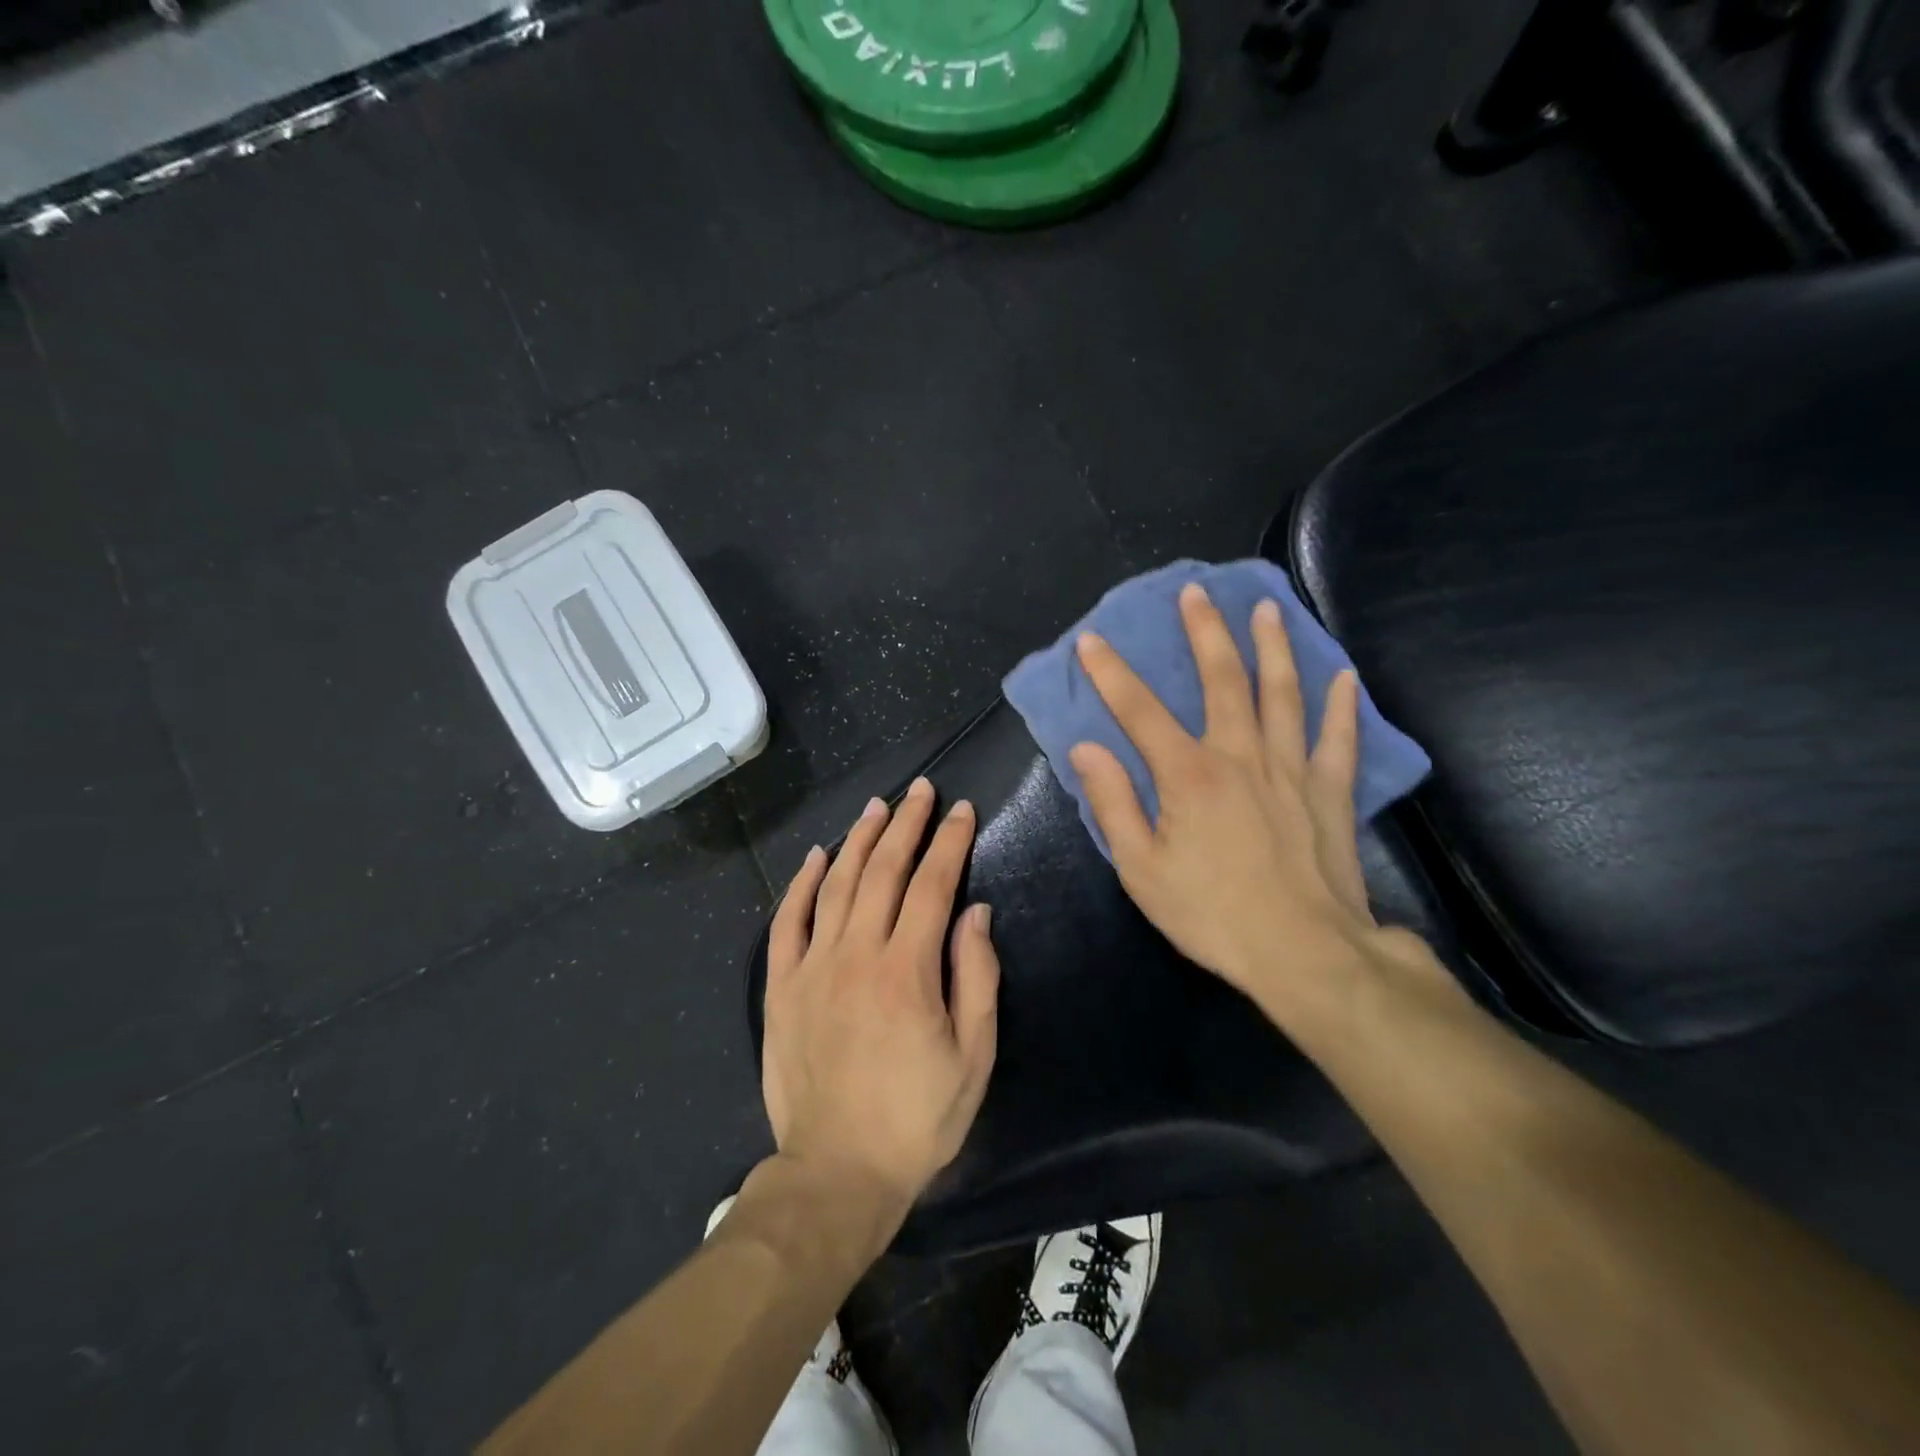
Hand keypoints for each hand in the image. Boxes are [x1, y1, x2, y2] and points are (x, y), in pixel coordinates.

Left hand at [762, 778, 999, 1211]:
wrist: (835, 1172)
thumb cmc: (916, 1120)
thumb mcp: (973, 1057)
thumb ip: (976, 977)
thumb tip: (975, 911)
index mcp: (908, 970)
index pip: (933, 885)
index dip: (950, 842)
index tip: (962, 810)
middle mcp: (857, 954)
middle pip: (884, 871)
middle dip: (907, 824)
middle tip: (922, 790)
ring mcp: (813, 966)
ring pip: (836, 884)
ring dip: (859, 839)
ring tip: (878, 806)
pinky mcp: (781, 986)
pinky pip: (788, 921)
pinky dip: (801, 883)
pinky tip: (815, 856)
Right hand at [1069, 583, 1384, 1024]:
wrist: (1305, 953)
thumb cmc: (1212, 914)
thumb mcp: (1141, 868)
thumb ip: (1113, 803)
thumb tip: (1088, 748)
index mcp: (1188, 774)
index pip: (1140, 711)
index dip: (1111, 673)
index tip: (1091, 640)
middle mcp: (1241, 755)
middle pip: (1223, 680)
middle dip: (1205, 632)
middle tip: (1196, 593)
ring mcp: (1292, 769)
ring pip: (1283, 693)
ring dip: (1273, 647)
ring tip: (1267, 609)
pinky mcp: (1330, 792)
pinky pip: (1339, 738)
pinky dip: (1342, 706)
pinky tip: (1344, 676)